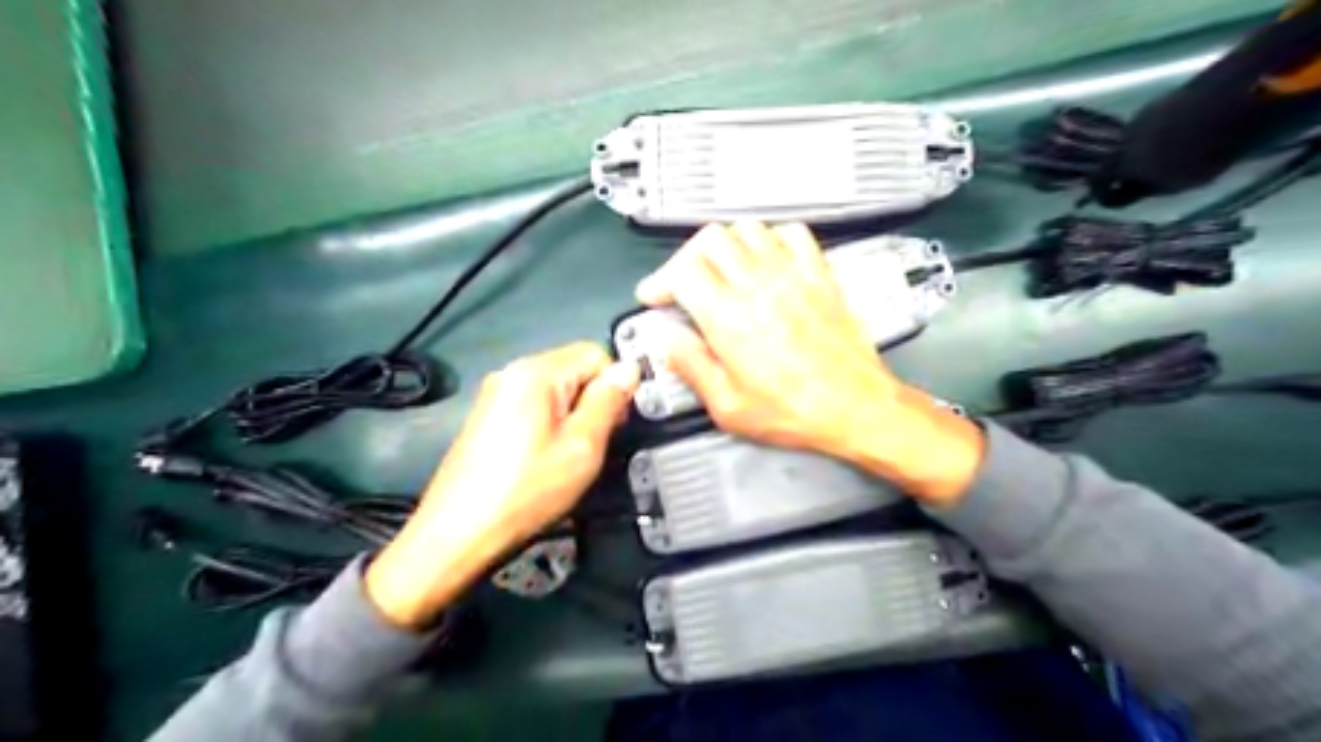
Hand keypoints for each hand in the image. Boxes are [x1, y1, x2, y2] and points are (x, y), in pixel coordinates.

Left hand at [363, 345, 637, 627]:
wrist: (458, 533)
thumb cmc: (525, 491)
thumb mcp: (581, 446)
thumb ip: (609, 401)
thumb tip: (630, 368)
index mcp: (535, 372)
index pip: (595, 353)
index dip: (615, 385)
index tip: (616, 423)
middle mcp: (511, 372)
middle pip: (573, 368)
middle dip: (594, 400)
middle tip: (594, 443)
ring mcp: (495, 395)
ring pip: (555, 389)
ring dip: (573, 414)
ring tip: (570, 455)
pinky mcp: (487, 417)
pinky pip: (534, 405)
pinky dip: (550, 423)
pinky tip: (545, 457)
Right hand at [634, 221, 983, 502]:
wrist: (854, 406)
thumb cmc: (795, 411)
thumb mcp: (728, 406)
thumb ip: (692, 367)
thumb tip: (669, 342)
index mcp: (728, 318)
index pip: (682, 270)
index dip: (660, 279)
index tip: (655, 295)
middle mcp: (758, 286)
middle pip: (710, 239)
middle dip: (687, 257)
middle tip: (684, 281)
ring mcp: (792, 275)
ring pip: (747, 228)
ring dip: (726, 245)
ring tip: (722, 270)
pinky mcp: (819, 275)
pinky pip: (792, 232)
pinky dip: (772, 237)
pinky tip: (767, 259)